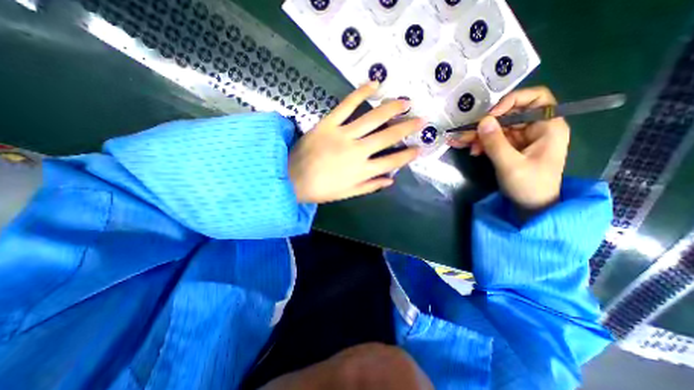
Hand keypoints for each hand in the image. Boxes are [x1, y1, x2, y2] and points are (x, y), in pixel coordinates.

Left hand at [287, 83, 421, 203]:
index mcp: (362, 171)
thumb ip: (370, 186)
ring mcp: (343, 135)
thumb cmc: (320, 190)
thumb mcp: (348, 193)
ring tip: (406, 101)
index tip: (420, 148)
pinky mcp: (328, 123)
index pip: (392, 161)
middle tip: (421, 120)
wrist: (291, 179)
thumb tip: (391, 180)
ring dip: (392, 108)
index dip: (408, 155)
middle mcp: (357, 151)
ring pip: (372, 118)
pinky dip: (360, 93)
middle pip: (388, 136)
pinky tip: (374, 84)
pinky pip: (346, 105)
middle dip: (407, 128)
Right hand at [451, 86, 568, 218]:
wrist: (531, 206)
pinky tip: (470, 150)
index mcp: (547, 127)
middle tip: (466, 133)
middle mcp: (535, 128)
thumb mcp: (510, 164)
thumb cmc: (529, 185)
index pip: (535, 98)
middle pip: (509, 114)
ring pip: (497, 128)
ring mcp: (521, 138)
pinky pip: (492, 139)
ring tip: (460, 142)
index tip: (490, 116)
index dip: (512, 101)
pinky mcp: (510, 148)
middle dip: (486, 124)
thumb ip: (496, 142)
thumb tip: (482, 121)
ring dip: (478, 135)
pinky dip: (480, 143)